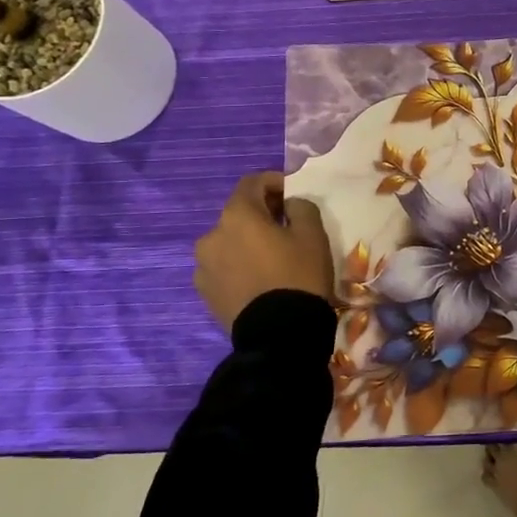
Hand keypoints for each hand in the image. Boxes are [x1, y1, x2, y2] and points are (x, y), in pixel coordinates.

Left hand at [194, 172, 334, 329]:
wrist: (279, 334)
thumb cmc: (299, 275)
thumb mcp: (313, 234)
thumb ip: (301, 206)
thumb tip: (289, 204)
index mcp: (237, 216)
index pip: (251, 183)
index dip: (274, 181)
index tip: (293, 193)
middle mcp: (211, 236)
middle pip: (238, 213)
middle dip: (262, 213)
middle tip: (287, 225)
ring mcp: (203, 267)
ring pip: (229, 241)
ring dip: (248, 240)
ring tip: (272, 256)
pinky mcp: (205, 292)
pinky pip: (223, 266)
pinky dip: (239, 263)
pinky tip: (260, 278)